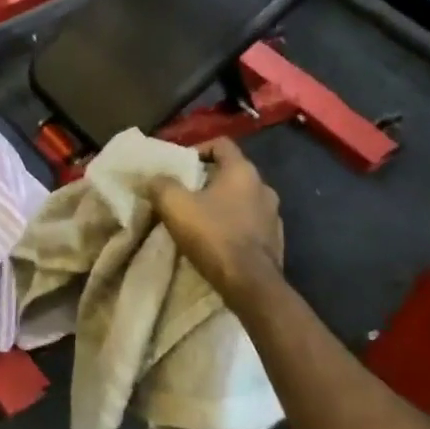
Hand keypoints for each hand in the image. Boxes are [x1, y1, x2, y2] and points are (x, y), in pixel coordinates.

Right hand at [150, 139, 283, 302]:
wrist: (251, 284)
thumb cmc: (213, 236)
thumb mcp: (175, 206)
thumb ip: (161, 185)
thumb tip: (154, 178)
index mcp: (242, 171)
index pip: (221, 144)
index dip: (198, 149)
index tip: (180, 165)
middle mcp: (264, 186)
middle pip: (232, 172)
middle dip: (207, 180)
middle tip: (184, 193)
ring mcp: (274, 215)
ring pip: (242, 199)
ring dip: (222, 204)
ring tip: (199, 218)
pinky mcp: (275, 240)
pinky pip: (250, 224)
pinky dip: (233, 225)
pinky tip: (217, 240)